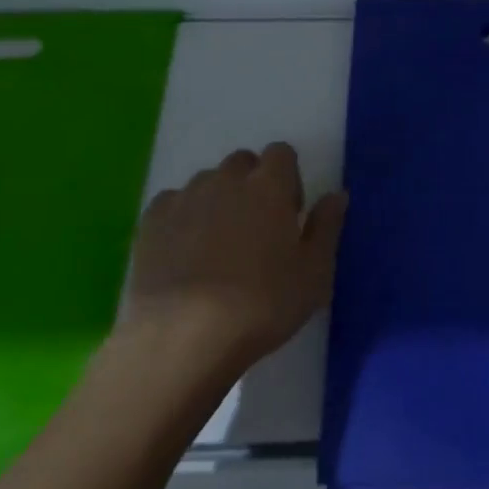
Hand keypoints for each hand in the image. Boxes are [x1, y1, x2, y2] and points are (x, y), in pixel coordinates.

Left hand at [121, 143, 347, 374]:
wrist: (182, 336)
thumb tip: (337, 195)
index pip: (282, 152)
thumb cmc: (262, 304)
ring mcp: (185, 198)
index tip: (289, 215)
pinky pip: (173, 203)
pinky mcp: (151, 222)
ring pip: (207, 182)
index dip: (288, 178)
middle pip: (243, 162)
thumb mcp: (314, 273)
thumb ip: (327, 227)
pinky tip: (185, 253)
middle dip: (252, 184)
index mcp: (270, 186)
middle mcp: (226, 180)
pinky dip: (183, 217)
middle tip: (257, 229)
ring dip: (218, 200)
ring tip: (217, 246)